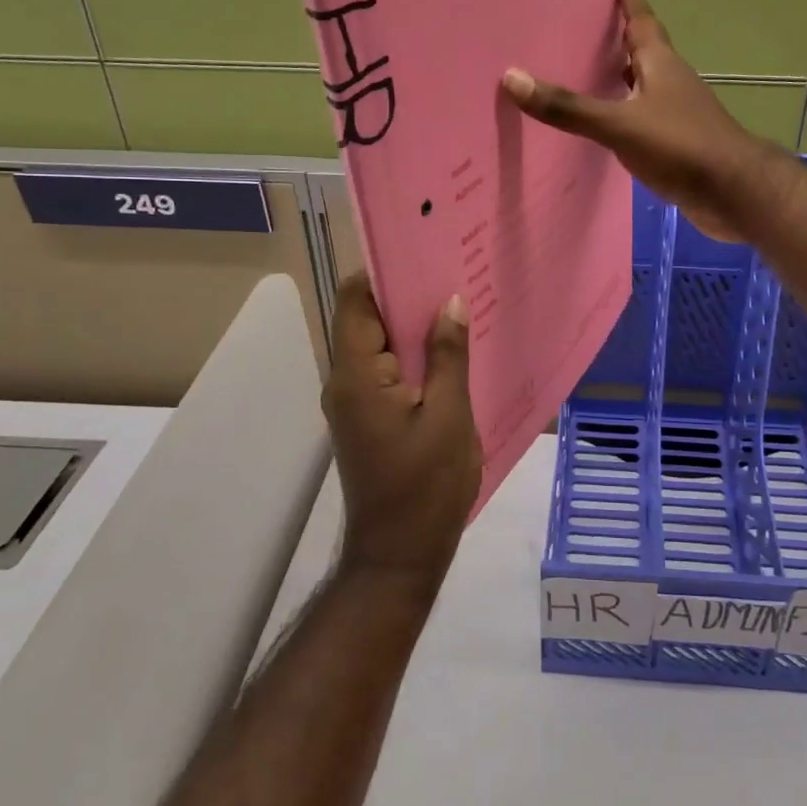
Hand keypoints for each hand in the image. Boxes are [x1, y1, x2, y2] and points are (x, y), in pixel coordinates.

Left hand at [321, 273, 482, 592]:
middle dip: (408, 293)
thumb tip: (450, 302)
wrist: (400, 557)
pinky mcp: (369, 417)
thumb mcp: (449, 417)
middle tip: (456, 268)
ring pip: (382, 343)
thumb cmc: (425, 487)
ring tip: (461, 301)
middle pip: (368, 317)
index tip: (425, 248)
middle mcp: (346, 380)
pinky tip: (453, 349)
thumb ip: (448, 355)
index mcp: (357, 374)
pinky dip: (416, 354)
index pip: (356, 299)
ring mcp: (355, 401)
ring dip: (415, 324)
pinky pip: (389, 369)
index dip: (385, 269)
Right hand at [502, 0, 767, 241]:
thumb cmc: (680, 145)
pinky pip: (642, 121)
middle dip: (612, 41)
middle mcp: (669, 81)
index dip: (626, 2)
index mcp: (660, 63)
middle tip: (573, 33)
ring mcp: (676, 114)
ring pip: (640, 88)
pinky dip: (622, 118)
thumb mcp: (619, 123)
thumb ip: (569, 107)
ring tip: (578, 78)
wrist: (733, 193)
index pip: (641, 20)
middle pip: (640, 52)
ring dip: (616, 81)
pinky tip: (601, 130)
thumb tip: (512, 77)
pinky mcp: (677, 144)